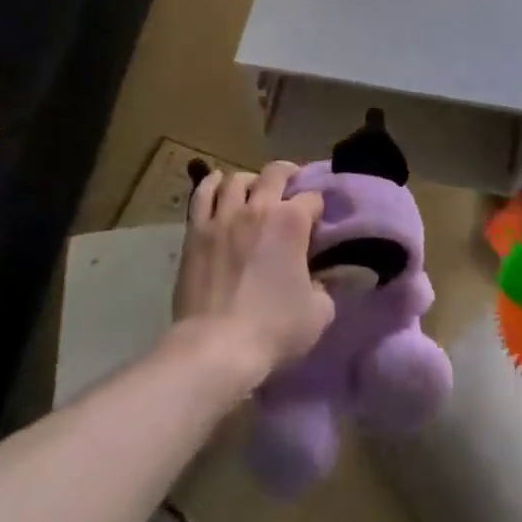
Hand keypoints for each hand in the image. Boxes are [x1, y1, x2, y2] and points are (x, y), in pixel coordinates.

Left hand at [175, 161, 332, 383]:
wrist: (216, 348)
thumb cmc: (273, 329)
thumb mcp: (319, 313)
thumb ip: (325, 287)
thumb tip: (321, 280)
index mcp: (292, 221)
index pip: (313, 198)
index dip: (318, 210)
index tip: (316, 224)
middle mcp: (259, 208)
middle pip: (276, 173)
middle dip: (288, 175)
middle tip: (291, 187)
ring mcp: (224, 217)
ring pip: (237, 179)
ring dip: (250, 180)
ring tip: (253, 190)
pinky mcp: (196, 231)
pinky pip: (202, 194)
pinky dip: (211, 184)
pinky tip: (217, 184)